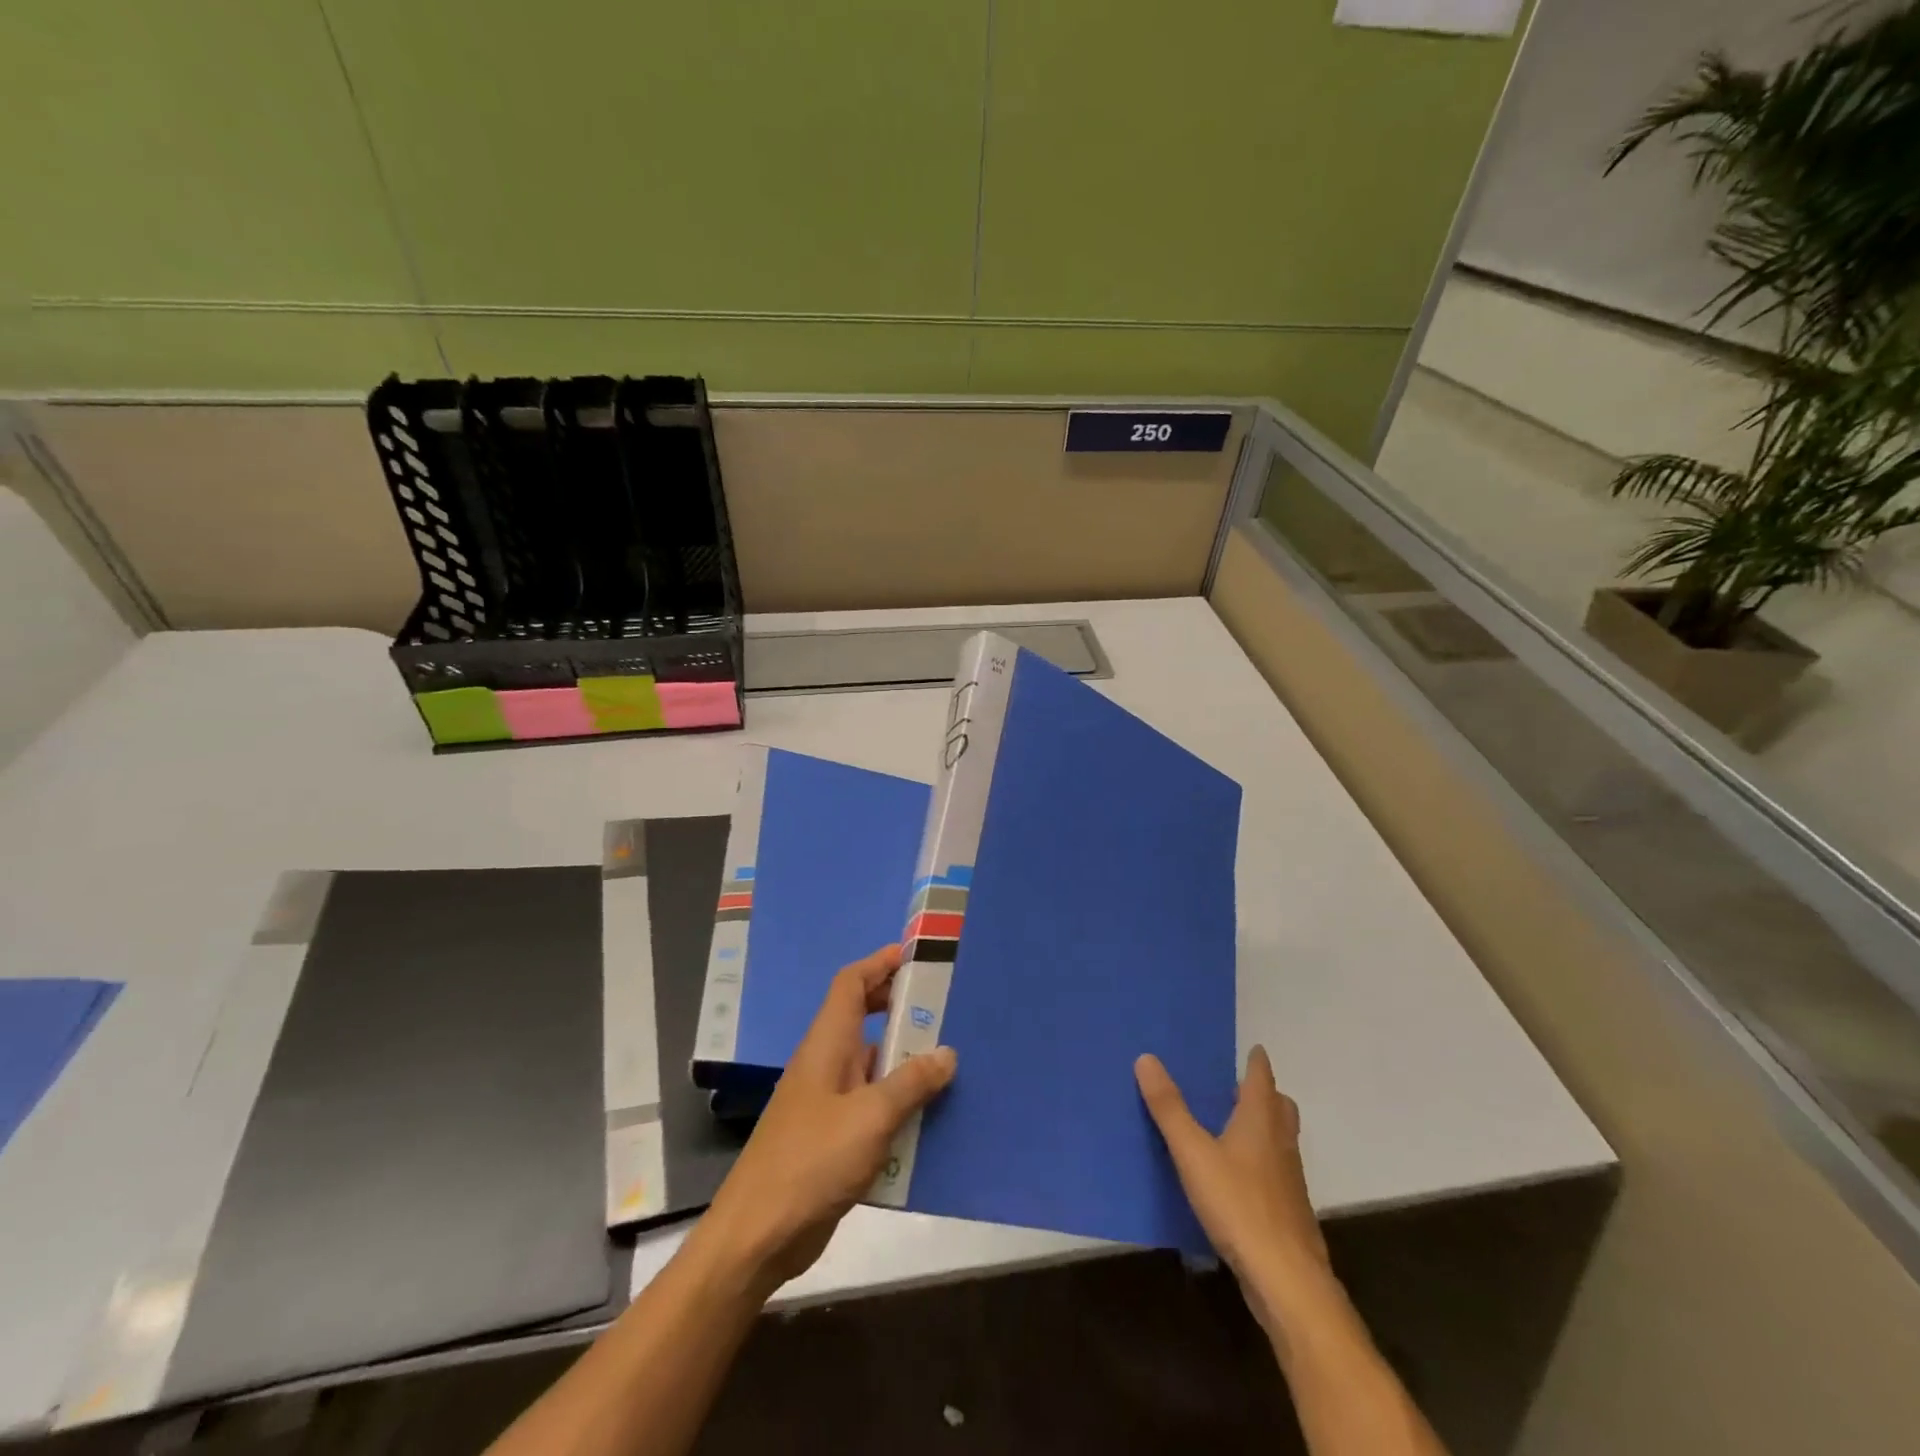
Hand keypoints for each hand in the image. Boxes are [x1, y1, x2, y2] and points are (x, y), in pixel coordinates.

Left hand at [695, 945, 957, 1296]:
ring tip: (952, 1060)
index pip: (851, 983)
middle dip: (900, 1009)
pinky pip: (872, 1105)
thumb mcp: (870, 1118)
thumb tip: (946, 1053)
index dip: (880, 963)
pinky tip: (932, 1119)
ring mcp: (827, 1102)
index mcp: (827, 1044)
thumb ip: (911, 1083)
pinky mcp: (833, 1138)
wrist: (758, 1235)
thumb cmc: (811, 1161)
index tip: (917, 957)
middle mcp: (826, 1064)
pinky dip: (899, 1103)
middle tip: (945, 1009)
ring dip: (905, 1061)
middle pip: (862, 1018)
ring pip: (872, 1065)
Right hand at [1135, 1047, 1329, 1321]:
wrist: (1286, 1280)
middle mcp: (1280, 1144)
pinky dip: (1261, 1162)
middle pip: (1280, 1108)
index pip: (1262, 1079)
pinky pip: (1276, 1172)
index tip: (1254, 1049)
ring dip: (1263, 1128)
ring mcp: (1289, 1181)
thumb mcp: (1193, 1152)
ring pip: (1280, 1141)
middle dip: (1264, 1094)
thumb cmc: (1238, 1204)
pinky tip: (1237, 1179)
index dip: (1257, 1062)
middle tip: (1237, 1088)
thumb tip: (1146, 1058)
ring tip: (1232, 1128)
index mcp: (1260, 1121)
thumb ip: (1169, 1108)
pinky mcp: (1288, 1213)